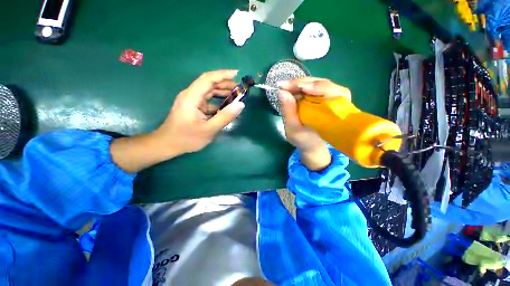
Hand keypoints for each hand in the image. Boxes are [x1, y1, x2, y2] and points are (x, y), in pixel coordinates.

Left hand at [154, 69, 243, 154]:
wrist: (167, 145)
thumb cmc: (187, 138)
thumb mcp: (209, 129)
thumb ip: (225, 116)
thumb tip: (240, 104)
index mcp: (191, 97)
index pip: (208, 79)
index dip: (223, 74)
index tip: (237, 74)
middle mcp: (191, 95)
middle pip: (209, 84)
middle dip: (225, 84)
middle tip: (240, 89)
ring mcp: (192, 101)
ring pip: (209, 92)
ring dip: (222, 93)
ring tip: (236, 96)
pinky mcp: (194, 108)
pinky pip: (208, 101)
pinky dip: (218, 102)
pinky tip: (227, 107)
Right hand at [278, 77, 351, 170]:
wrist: (312, 145)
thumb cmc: (304, 140)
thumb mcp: (293, 128)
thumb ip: (288, 111)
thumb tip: (281, 92)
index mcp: (334, 111)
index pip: (327, 91)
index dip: (310, 86)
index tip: (291, 86)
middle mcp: (337, 101)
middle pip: (321, 83)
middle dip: (301, 83)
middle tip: (283, 86)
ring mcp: (331, 98)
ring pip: (317, 83)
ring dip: (300, 84)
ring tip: (286, 87)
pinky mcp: (323, 98)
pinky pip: (313, 87)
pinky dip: (301, 87)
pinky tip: (292, 90)